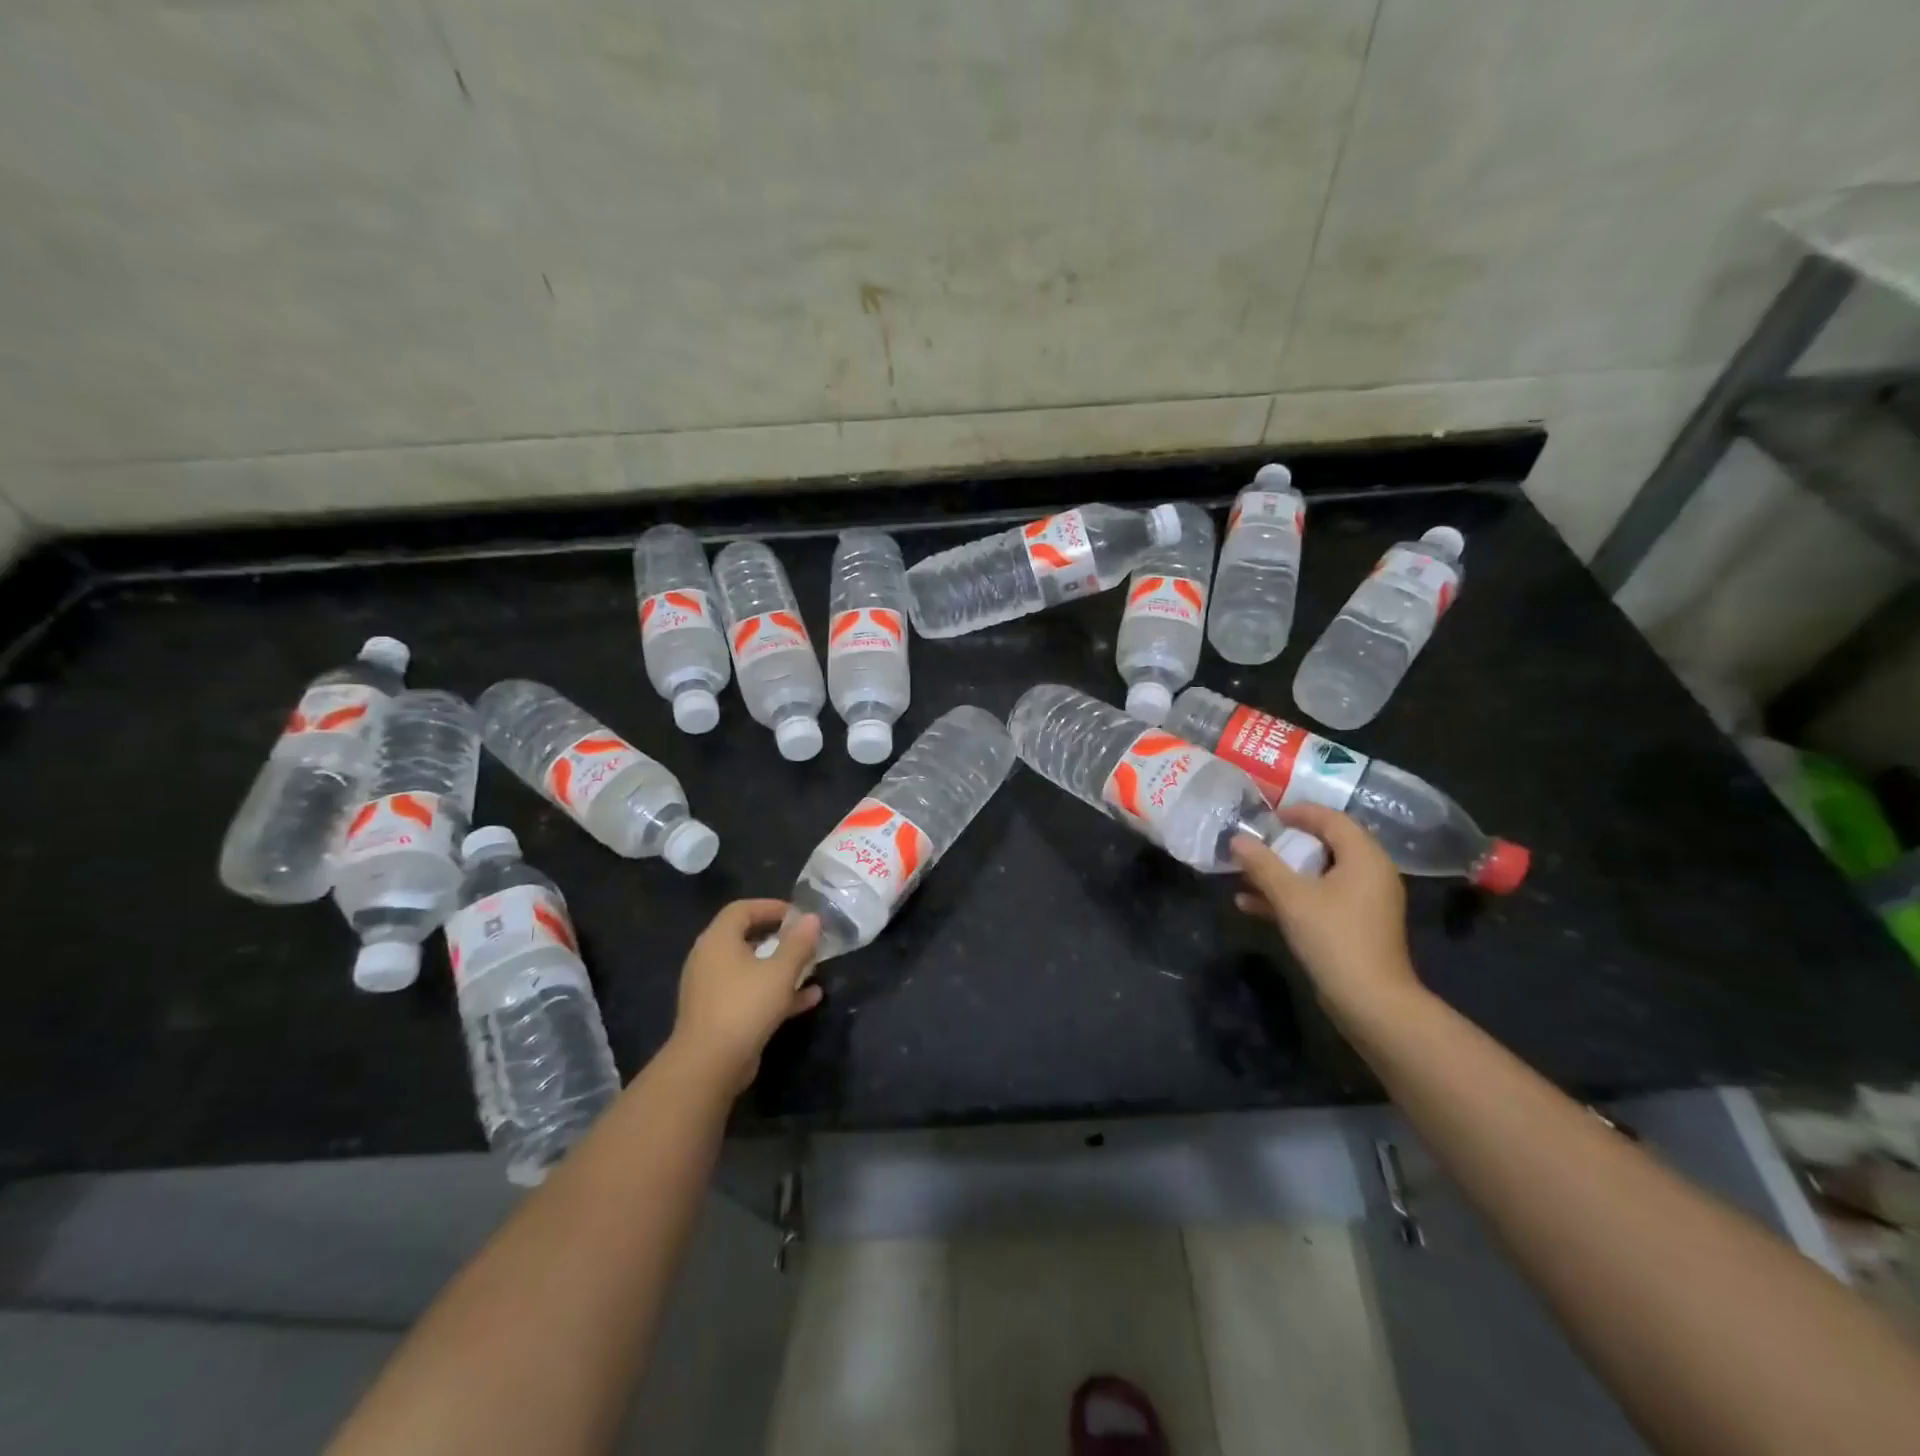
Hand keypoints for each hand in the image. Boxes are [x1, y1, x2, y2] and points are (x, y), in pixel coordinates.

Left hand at [669, 900, 822, 1093]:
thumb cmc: (744, 1006)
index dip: (771, 906)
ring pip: (751, 969)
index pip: (742, 909)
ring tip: (812, 968)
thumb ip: (798, 943)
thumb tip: (811, 918)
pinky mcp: (719, 1015)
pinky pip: (750, 994)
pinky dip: (776, 992)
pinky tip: (809, 999)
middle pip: (746, 938)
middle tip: (805, 939)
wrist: (709, 1065)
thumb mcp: (780, 971)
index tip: (798, 914)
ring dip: (781, 967)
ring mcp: (712, 989)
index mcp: (718, 940)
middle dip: (779, 938)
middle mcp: (710, 960)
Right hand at [1232, 804, 1418, 1019]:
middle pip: (1326, 845)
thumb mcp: (1291, 897)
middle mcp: (1371, 873)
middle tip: (1256, 843)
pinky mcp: (1356, 926)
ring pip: (1319, 875)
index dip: (1299, 813)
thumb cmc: (1334, 937)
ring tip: (1246, 874)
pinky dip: (1292, 897)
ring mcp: (1365, 902)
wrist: (1370, 1002)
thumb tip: (1236, 839)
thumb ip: (1262, 865)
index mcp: (1364, 857)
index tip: (1267, 817)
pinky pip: (1321, 899)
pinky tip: (1252, 906)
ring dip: (1283, 873)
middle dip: (1286, 845)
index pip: (1332, 819)